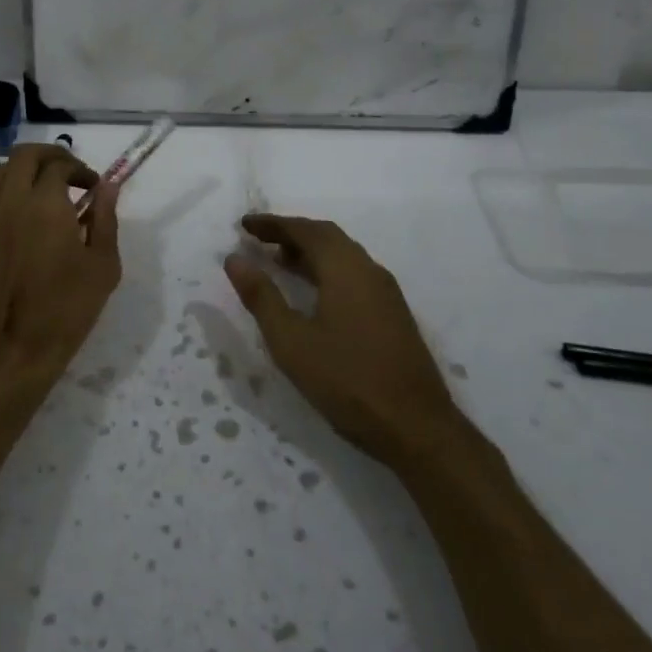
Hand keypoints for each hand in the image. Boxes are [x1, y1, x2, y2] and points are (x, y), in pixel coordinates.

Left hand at [0, 144, 121, 395]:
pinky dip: (2, 190)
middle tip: (71, 174)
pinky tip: (17, 210)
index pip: (61, 165)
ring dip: (25, 170)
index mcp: (46, 204)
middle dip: (51, 155)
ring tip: (45, 189)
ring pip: (2, 170)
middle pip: (26, 154)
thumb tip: (107, 186)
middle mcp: (13, 200)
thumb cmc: (67, 307)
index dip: (81, 170)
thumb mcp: (103, 265)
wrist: (15, 346)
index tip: (94, 188)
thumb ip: (106, 219)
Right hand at [224, 214, 459, 467]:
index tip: (244, 224)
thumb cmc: (347, 380)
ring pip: (343, 256)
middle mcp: (369, 270)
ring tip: (278, 261)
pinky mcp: (393, 314)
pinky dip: (327, 270)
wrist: (416, 427)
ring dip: (310, 252)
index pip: (305, 230)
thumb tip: (235, 258)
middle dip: (291, 233)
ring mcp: (386, 292)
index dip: (272, 224)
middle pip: (327, 237)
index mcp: (345, 269)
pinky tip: (313, 293)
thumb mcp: (292, 341)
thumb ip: (261, 297)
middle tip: (259, 239)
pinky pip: (354, 274)